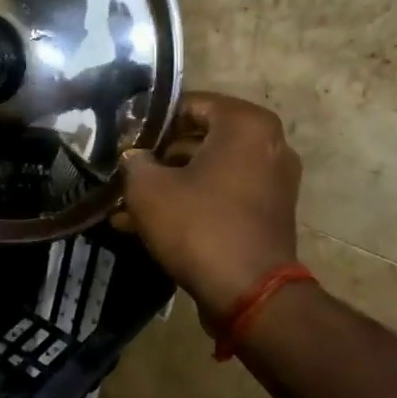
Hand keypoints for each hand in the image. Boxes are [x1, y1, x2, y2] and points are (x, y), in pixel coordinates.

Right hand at [116, 92, 302, 321]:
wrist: (249, 293)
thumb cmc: (198, 226)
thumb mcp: (148, 189)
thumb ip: (134, 162)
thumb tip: (134, 158)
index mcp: (246, 124)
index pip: (189, 104)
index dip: (150, 120)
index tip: (123, 137)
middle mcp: (268, 144)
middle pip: (200, 137)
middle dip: (158, 156)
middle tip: (124, 169)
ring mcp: (273, 180)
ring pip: (208, 170)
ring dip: (169, 183)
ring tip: (126, 204)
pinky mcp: (268, 212)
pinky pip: (222, 195)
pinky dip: (191, 202)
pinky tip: (148, 224)